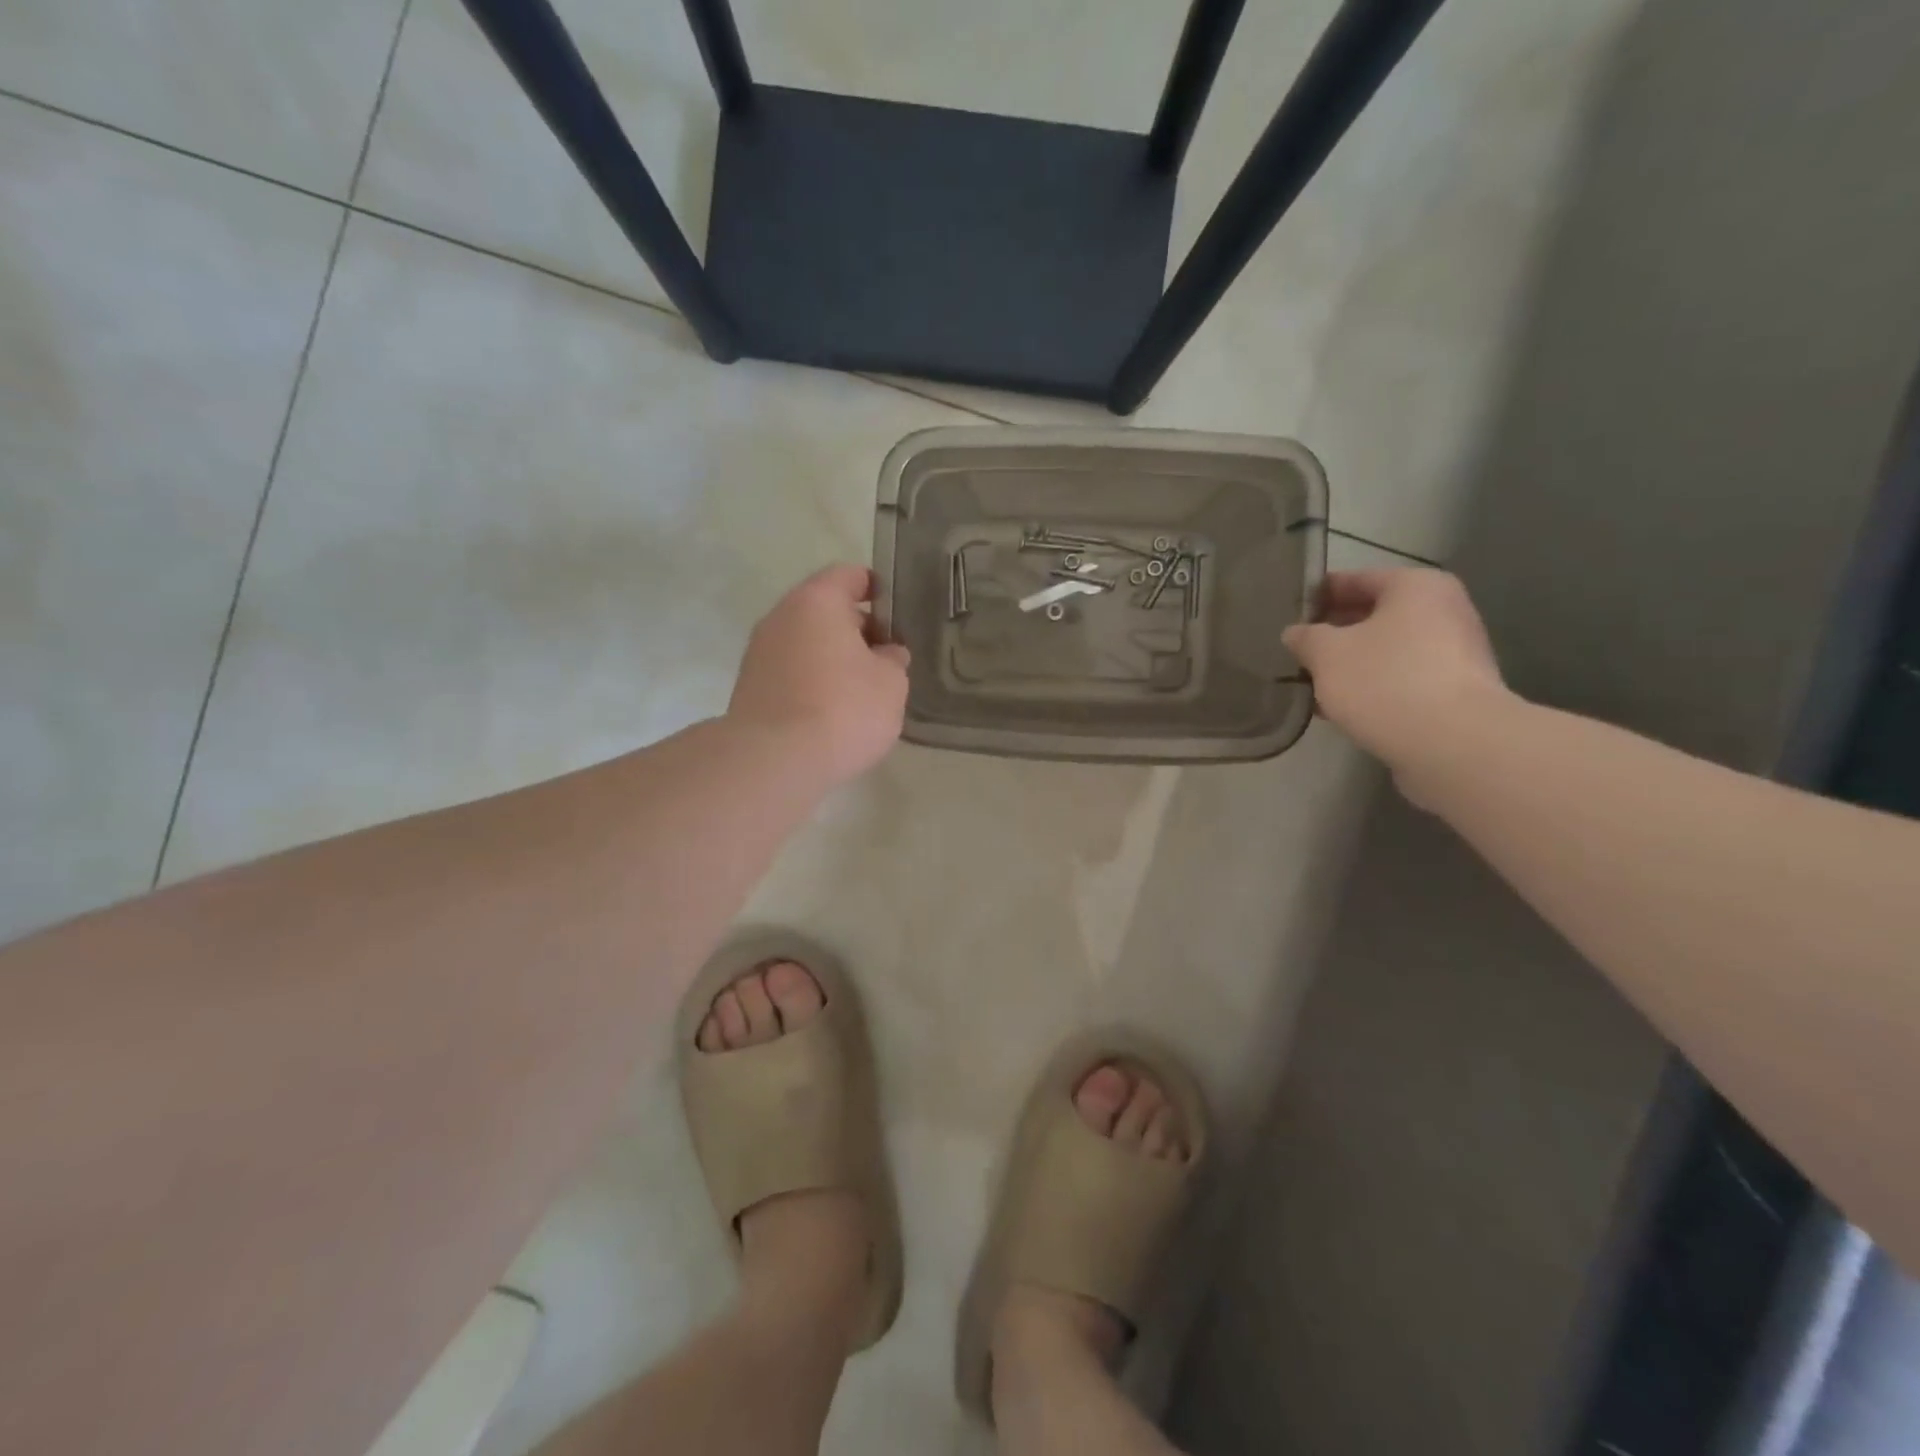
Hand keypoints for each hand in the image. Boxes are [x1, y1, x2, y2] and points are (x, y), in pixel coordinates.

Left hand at [727, 564, 910, 787]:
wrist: (774, 761)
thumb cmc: (843, 708)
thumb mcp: (891, 683)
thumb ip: (893, 660)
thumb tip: (885, 654)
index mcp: (817, 601)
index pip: (849, 575)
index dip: (876, 589)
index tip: (897, 612)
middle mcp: (781, 617)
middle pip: (824, 610)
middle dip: (856, 629)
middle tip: (886, 657)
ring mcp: (759, 653)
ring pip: (806, 643)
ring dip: (833, 658)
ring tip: (862, 689)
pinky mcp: (750, 688)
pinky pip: (791, 672)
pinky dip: (813, 682)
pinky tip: (833, 711)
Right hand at [1282, 568, 1510, 795]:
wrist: (1453, 743)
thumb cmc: (1385, 681)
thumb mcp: (1327, 654)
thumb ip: (1306, 637)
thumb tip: (1296, 633)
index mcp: (1416, 586)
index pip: (1355, 579)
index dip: (1317, 595)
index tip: (1287, 613)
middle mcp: (1443, 611)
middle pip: (1374, 615)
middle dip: (1334, 634)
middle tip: (1296, 651)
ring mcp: (1454, 654)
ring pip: (1386, 651)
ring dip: (1350, 665)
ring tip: (1311, 683)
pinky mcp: (1454, 693)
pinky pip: (1401, 680)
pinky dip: (1371, 688)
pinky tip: (1339, 708)